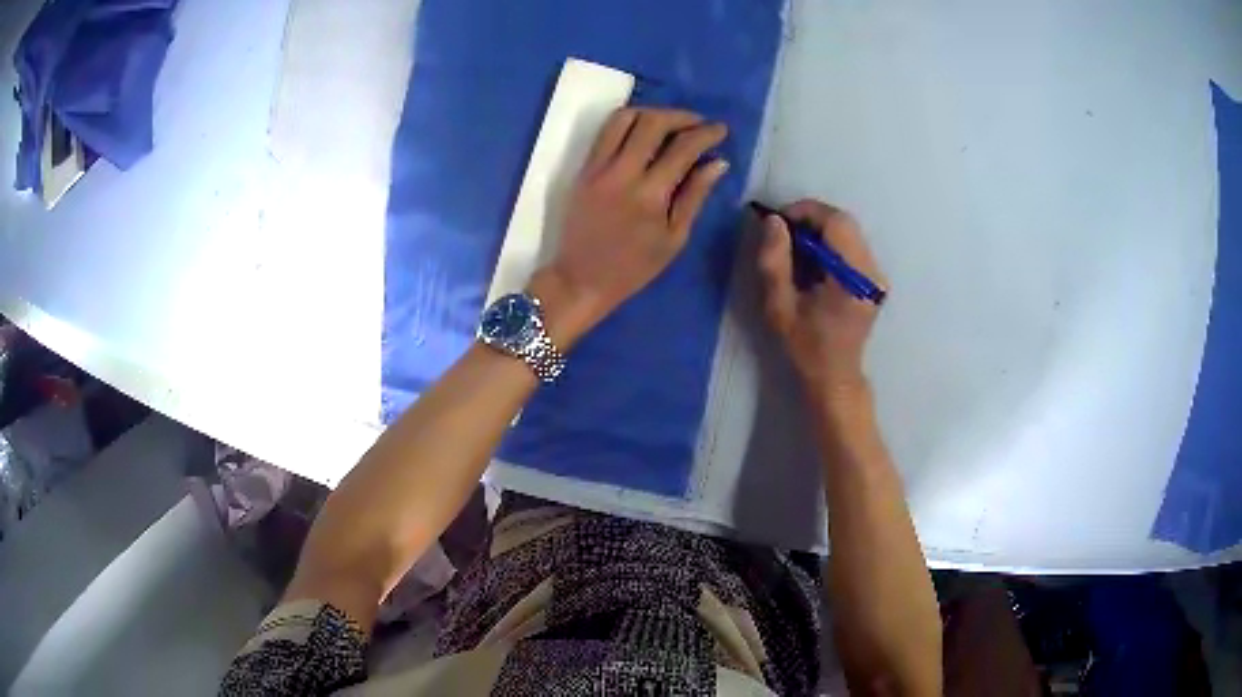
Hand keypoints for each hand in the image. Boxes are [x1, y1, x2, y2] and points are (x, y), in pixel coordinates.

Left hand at [531, 108, 729, 347]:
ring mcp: (598, 167)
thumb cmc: (633, 267)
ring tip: (671, 123)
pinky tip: (644, 131)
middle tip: (698, 123)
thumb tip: (718, 163)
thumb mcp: (674, 238)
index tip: (721, 130)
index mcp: (650, 195)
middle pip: (652, 123)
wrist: (580, 279)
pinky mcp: (584, 168)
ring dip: (652, 112)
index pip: (682, 148)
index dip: (706, 134)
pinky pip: (606, 131)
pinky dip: (628, 122)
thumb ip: (695, 195)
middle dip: (681, 116)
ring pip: (624, 118)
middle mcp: (622, 173)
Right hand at [757, 199, 887, 397]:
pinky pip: (851, 244)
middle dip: (811, 218)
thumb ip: (775, 261)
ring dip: (820, 230)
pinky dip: (829, 242)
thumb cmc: (806, 347)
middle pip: (845, 222)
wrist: (835, 377)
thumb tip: (773, 221)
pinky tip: (812, 261)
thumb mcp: (779, 307)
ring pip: (849, 231)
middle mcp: (872, 272)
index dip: (805, 211)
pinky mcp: (874, 278)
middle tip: (784, 233)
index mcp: (853, 279)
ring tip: (795, 248)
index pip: (836, 222)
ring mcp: (877, 274)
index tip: (778, 221)